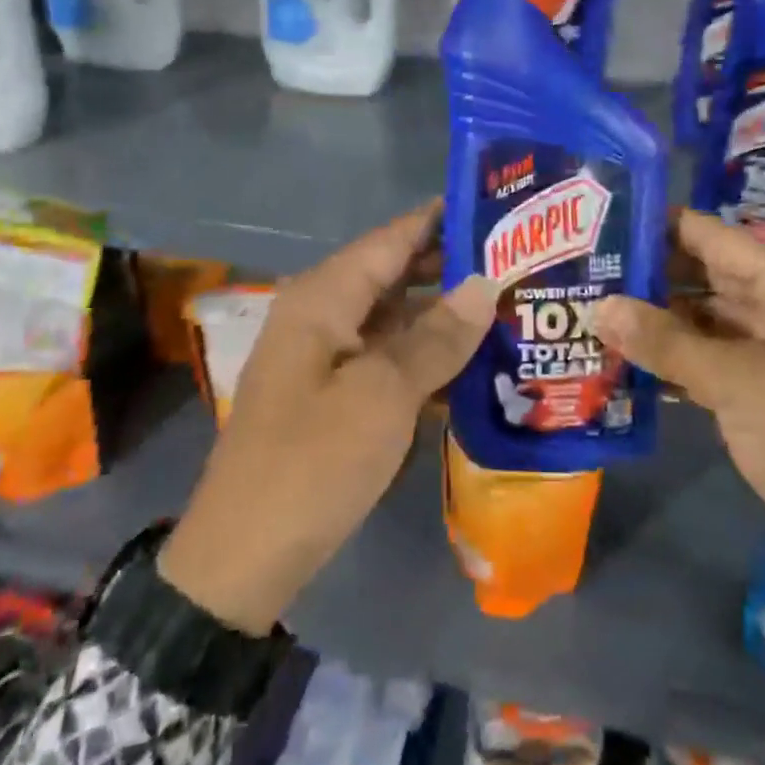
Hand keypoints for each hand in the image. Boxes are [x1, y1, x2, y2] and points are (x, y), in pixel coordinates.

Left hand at [158, 203, 498, 632]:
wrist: (245, 557)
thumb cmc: (313, 463)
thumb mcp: (382, 395)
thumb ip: (437, 337)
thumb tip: (486, 283)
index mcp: (323, 298)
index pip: (391, 239)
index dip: (441, 220)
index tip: (497, 207)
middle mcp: (322, 315)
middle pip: (394, 274)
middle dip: (452, 268)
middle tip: (519, 262)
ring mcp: (327, 357)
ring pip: (395, 319)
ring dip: (445, 316)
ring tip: (510, 307)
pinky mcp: (336, 395)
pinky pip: (388, 359)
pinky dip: (427, 357)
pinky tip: (475, 364)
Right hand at [595, 210, 764, 638]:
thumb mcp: (739, 384)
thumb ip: (665, 341)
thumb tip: (599, 307)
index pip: (715, 237)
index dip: (659, 227)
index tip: (600, 225)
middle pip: (707, 276)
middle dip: (649, 276)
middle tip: (584, 271)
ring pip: (705, 319)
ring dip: (655, 321)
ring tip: (591, 310)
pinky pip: (711, 358)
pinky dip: (674, 358)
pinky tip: (624, 360)